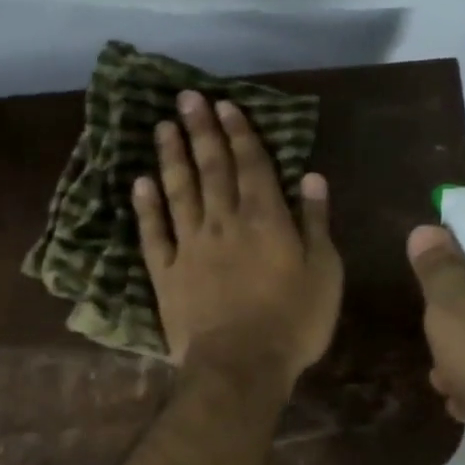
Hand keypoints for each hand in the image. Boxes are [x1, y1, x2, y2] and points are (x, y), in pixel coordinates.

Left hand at [135, 91, 341, 385]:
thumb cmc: (293, 323)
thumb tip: (312, 177)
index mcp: (265, 220)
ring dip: (171, 157)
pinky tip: (140, 183)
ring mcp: (189, 247)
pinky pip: (153, 233)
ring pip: (179, 192)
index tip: (224, 105)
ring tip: (163, 127)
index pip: (250, 165)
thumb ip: (316, 223)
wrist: (240, 366)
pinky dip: (147, 207)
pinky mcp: (165, 273)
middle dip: (200, 131)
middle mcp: (223, 223)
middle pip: (210, 168)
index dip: (238, 133)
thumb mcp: (324, 273)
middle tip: (186, 98)